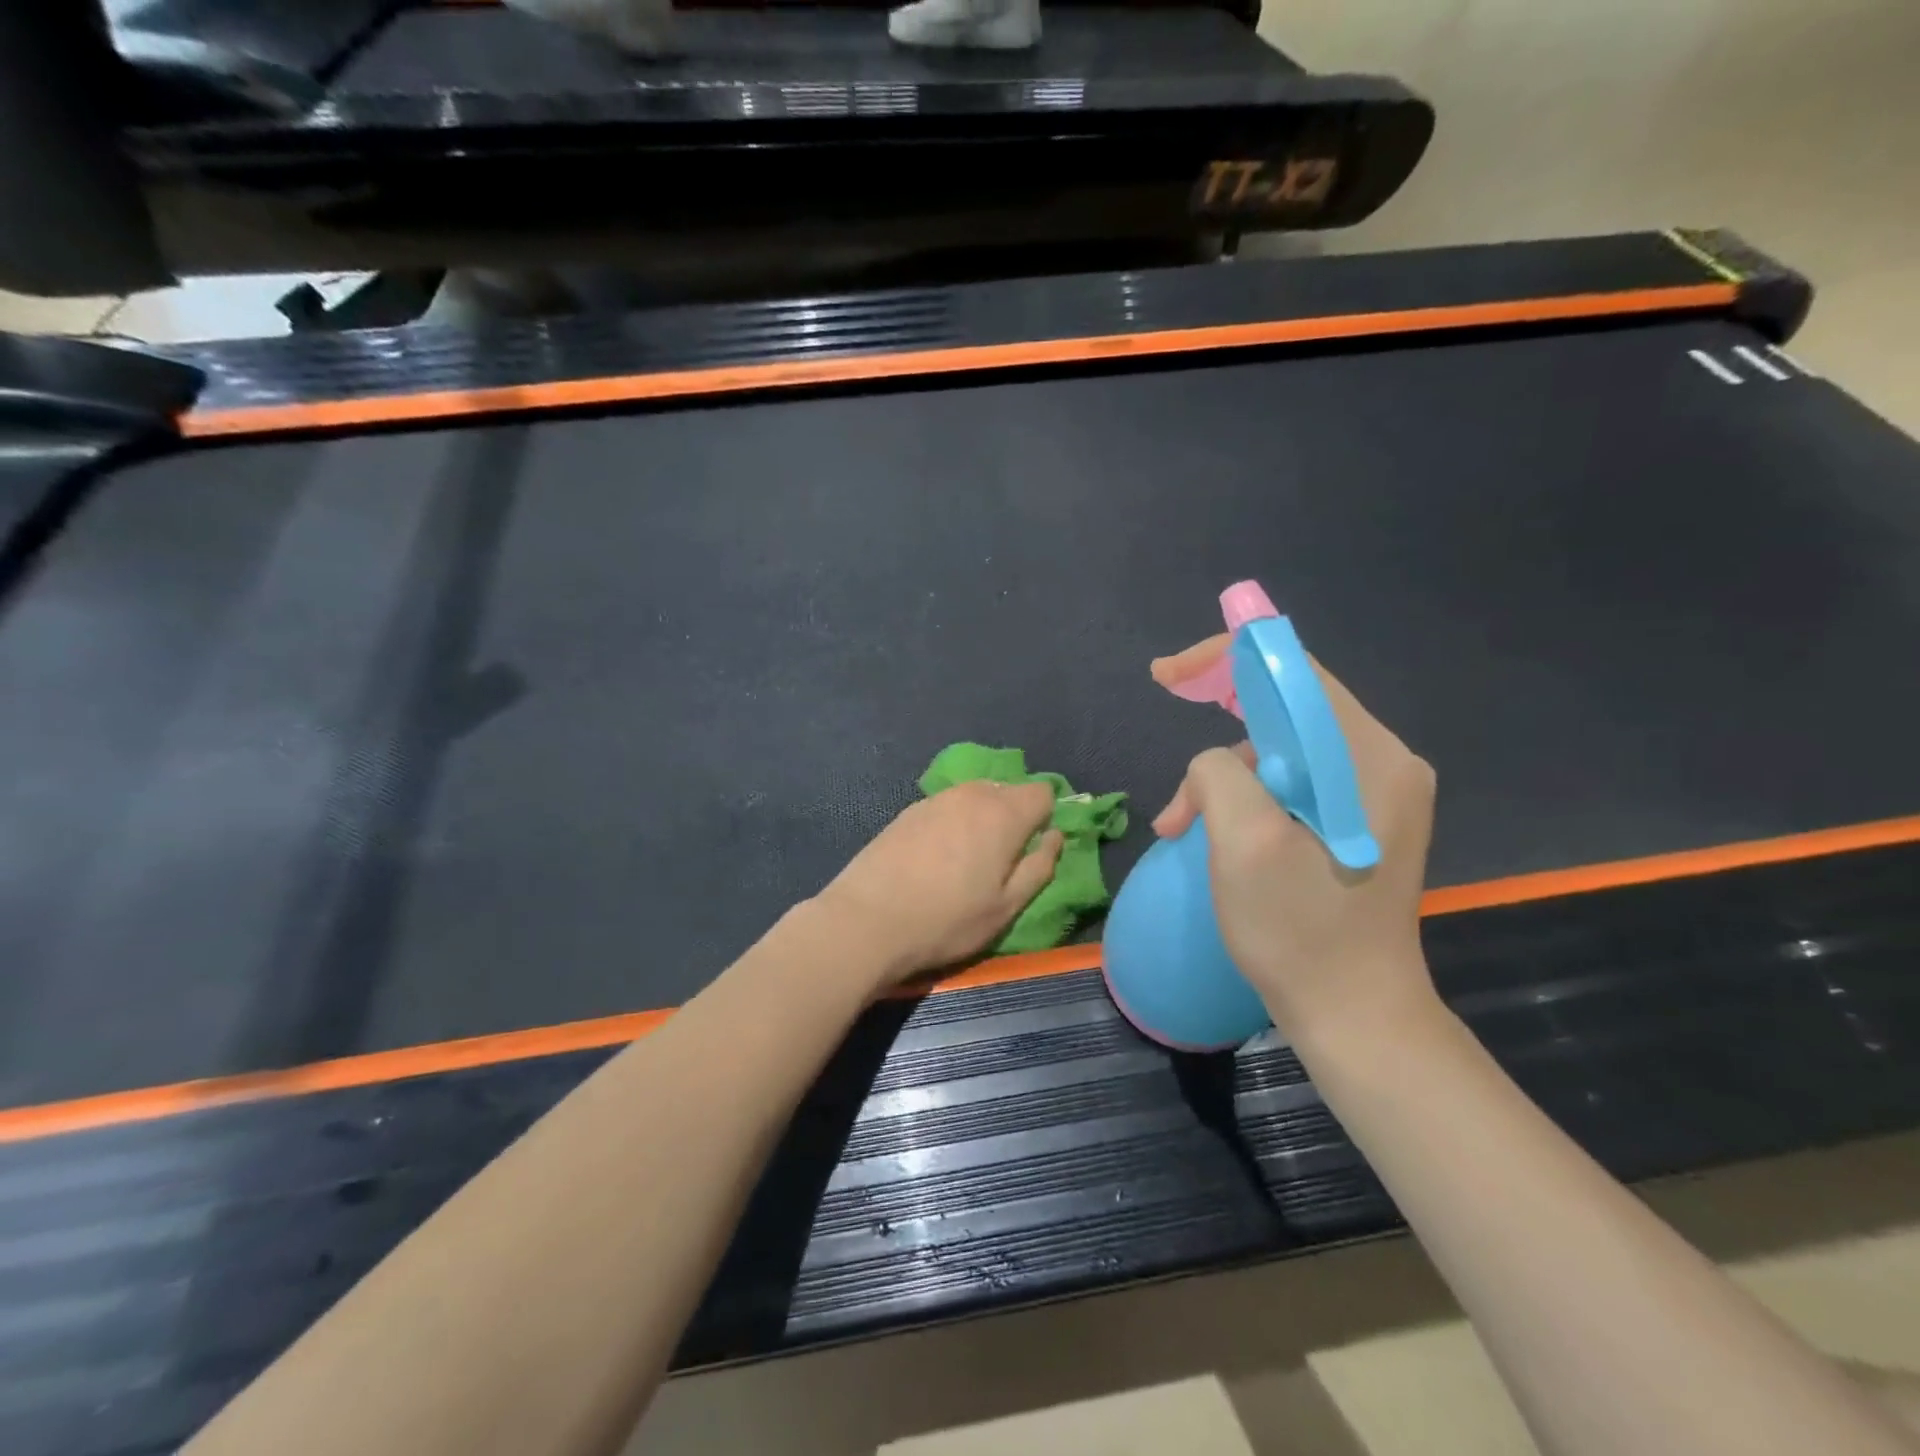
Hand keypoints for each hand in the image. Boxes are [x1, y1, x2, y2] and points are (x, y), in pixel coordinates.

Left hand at [815, 781, 1063, 988]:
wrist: (867, 920)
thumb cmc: (947, 920)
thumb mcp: (1006, 907)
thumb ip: (1039, 866)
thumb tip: (1054, 836)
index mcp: (1004, 814)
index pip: (1043, 792)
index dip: (1046, 816)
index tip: (1035, 847)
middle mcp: (972, 794)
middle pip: (1008, 790)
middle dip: (1014, 816)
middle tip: (1003, 859)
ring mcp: (936, 799)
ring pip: (975, 797)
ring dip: (982, 818)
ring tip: (969, 859)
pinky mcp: (908, 810)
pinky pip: (947, 807)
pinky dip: (953, 823)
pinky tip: (937, 857)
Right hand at [1150, 635, 1438, 1041]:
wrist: (1355, 1015)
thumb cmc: (1300, 932)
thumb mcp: (1245, 844)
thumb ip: (1221, 773)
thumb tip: (1214, 765)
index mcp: (1368, 758)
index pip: (1294, 672)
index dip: (1226, 659)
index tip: (1168, 675)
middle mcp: (1381, 762)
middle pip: (1287, 704)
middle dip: (1220, 713)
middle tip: (1168, 708)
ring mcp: (1373, 794)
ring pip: (1281, 747)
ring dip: (1225, 773)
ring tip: (1182, 822)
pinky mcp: (1355, 820)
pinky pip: (1290, 781)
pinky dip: (1244, 796)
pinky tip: (1210, 831)